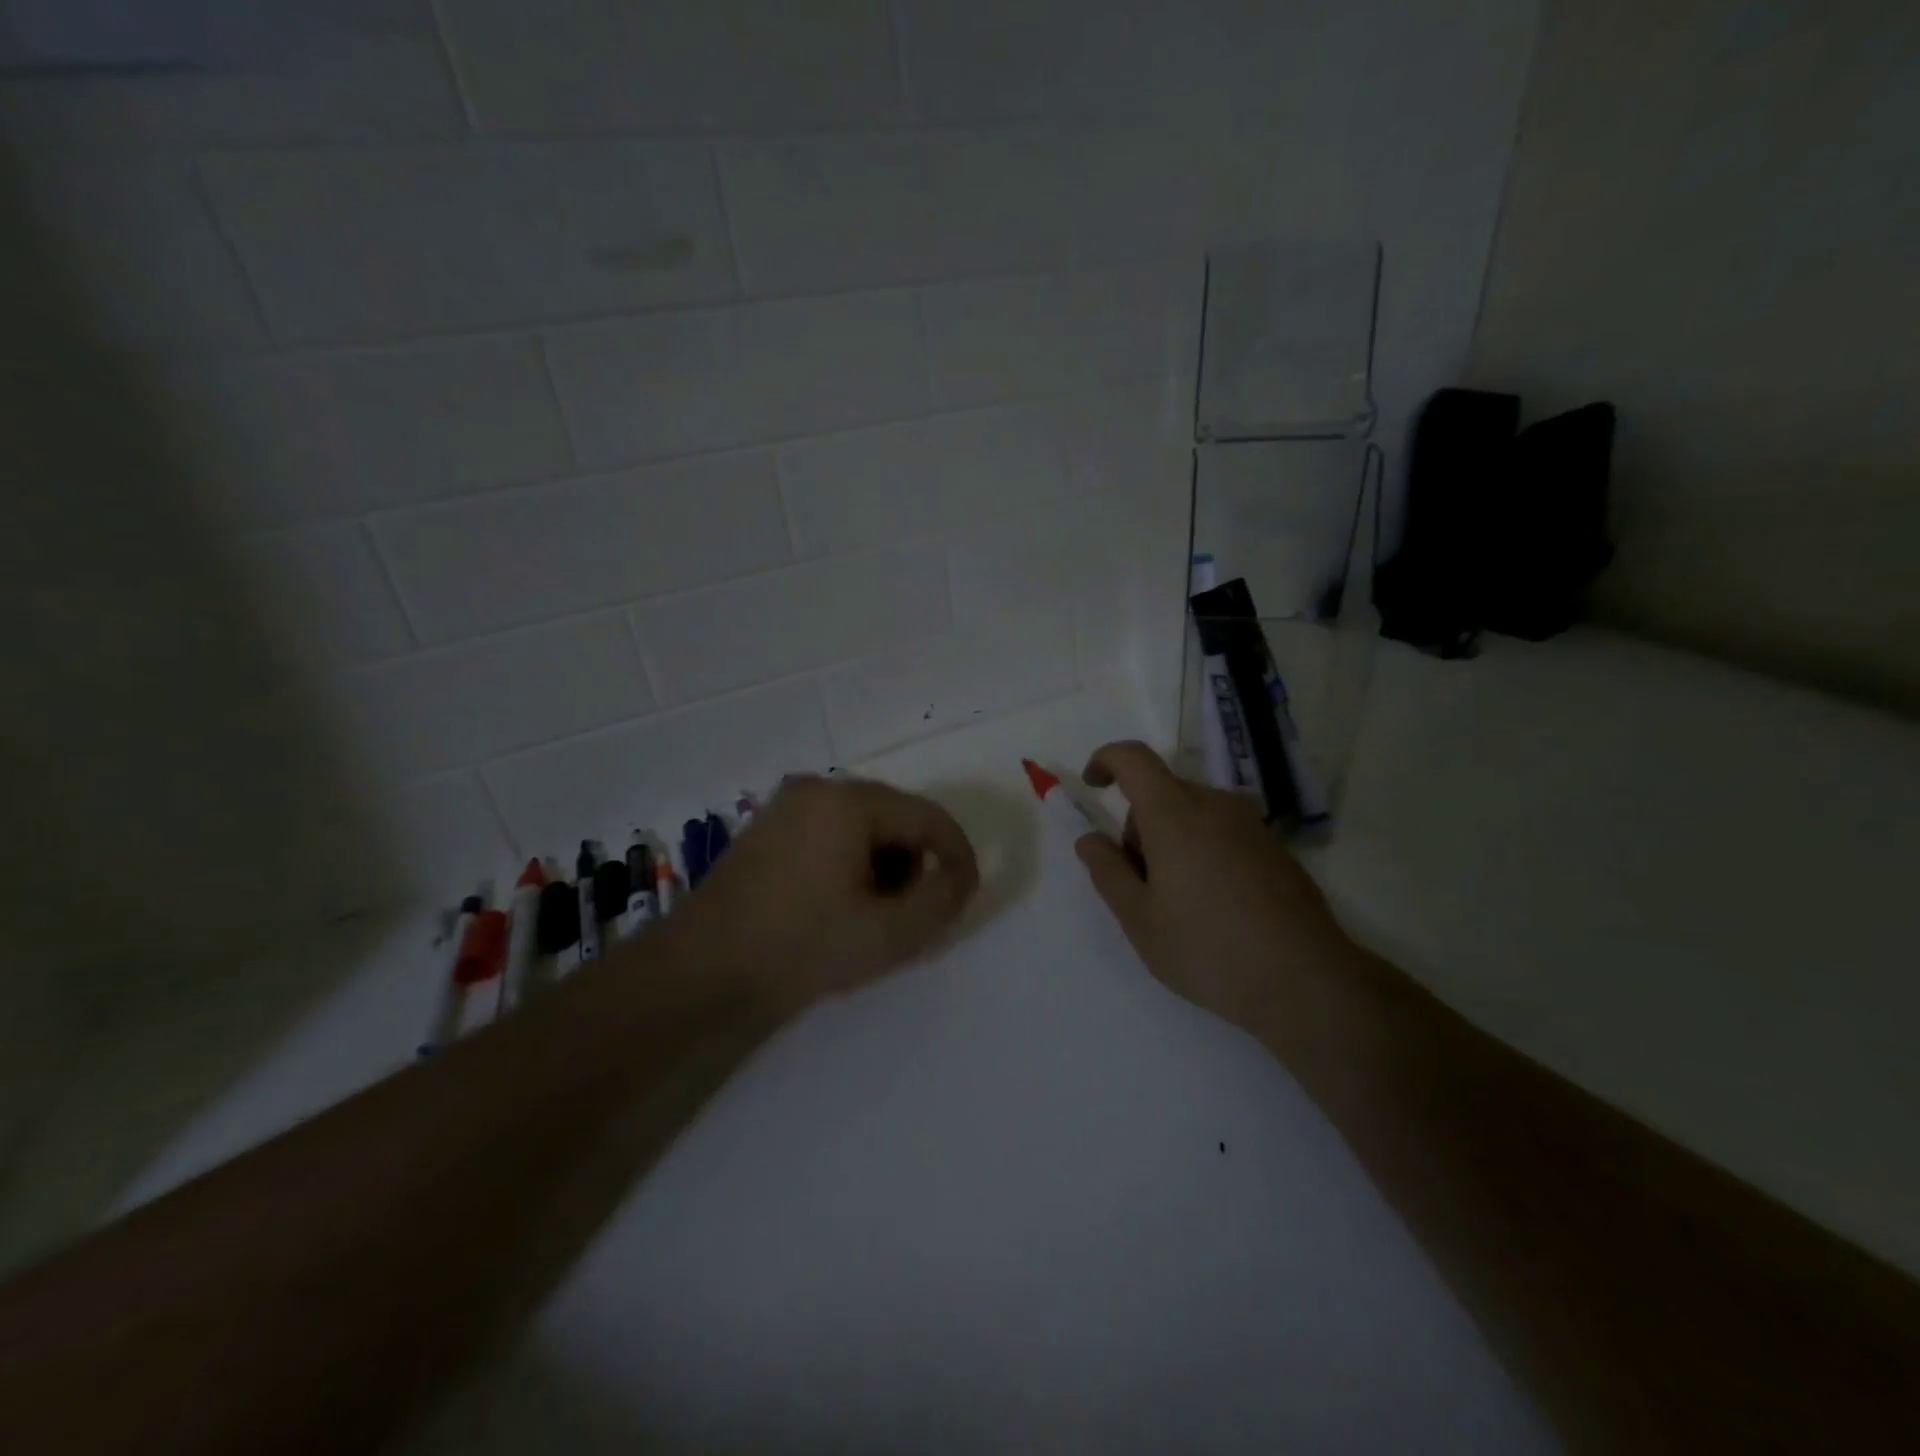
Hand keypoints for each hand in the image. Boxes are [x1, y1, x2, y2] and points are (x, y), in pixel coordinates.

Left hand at [669, 774, 978, 1019]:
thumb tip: (959, 875)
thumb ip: (941, 900)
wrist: (699, 971)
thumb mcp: (888, 933)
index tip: (967, 894)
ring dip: (883, 863)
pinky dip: (851, 861)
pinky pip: (830, 832)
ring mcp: (787, 804)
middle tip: (912, 913)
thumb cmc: (799, 947)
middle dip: (915, 862)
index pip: (928, 817)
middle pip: (895, 816)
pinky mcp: (767, 826)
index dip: (958, 854)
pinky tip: (839, 902)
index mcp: (848, 801)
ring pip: (863, 825)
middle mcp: (818, 787)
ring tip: (873, 913)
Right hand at [1073, 741, 1357, 1030]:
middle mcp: (1216, 805)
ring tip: (1178, 901)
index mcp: (1175, 815)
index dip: (1106, 760)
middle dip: (1138, 824)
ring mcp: (1251, 824)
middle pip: (1162, 791)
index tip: (1093, 787)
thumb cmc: (1209, 949)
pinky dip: (1202, 849)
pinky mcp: (1275, 846)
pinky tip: (1215, 905)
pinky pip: (1222, 830)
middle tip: (1140, 884)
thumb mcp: (1140, 919)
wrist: (1307, 981)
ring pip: (1193, 812)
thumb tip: (1090, 839)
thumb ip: (1107, 871)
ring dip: (1171, 839)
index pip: (1134, 758)